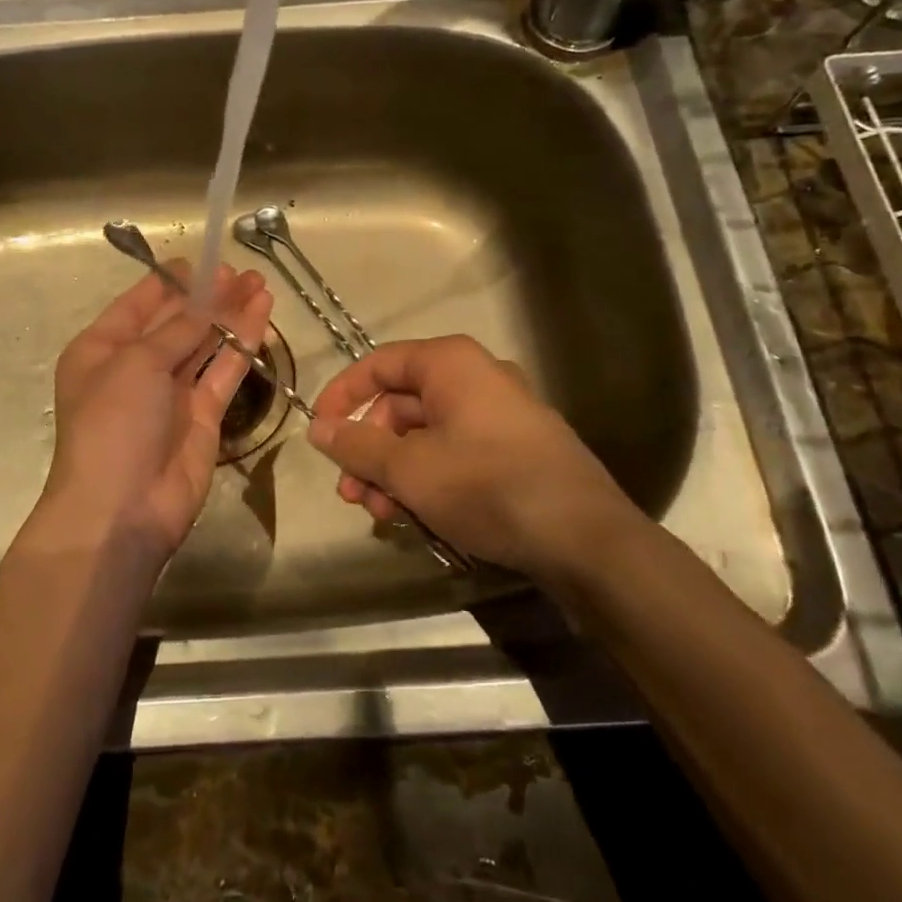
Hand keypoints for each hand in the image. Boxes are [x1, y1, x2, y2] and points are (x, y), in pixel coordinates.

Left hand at [41, 262, 273, 564]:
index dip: (169, 281)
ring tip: (259, 283)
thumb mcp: (136, 364)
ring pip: (204, 343)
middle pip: (175, 322)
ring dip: (230, 314)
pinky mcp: (202, 415)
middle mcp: (134, 368)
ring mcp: (170, 393)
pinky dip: (242, 343)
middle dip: (207, 295)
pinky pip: (224, 371)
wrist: (122, 509)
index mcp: (101, 350)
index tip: (202, 260)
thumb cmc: (112, 424)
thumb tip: (206, 301)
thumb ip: (177, 329)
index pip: (137, 305)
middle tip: (242, 271)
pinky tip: (262, 315)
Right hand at [307, 335, 649, 581]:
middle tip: (351, 493)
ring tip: (382, 515)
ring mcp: (500, 415)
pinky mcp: (515, 451)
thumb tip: (317, 428)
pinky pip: (455, 453)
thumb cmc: (487, 485)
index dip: (342, 395)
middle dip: (369, 450)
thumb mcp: (410, 468)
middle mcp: (476, 378)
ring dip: (395, 472)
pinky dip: (428, 479)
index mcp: (451, 364)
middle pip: (401, 404)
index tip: (319, 432)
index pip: (379, 364)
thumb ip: (357, 446)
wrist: (584, 537)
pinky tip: (418, 518)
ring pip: (427, 435)